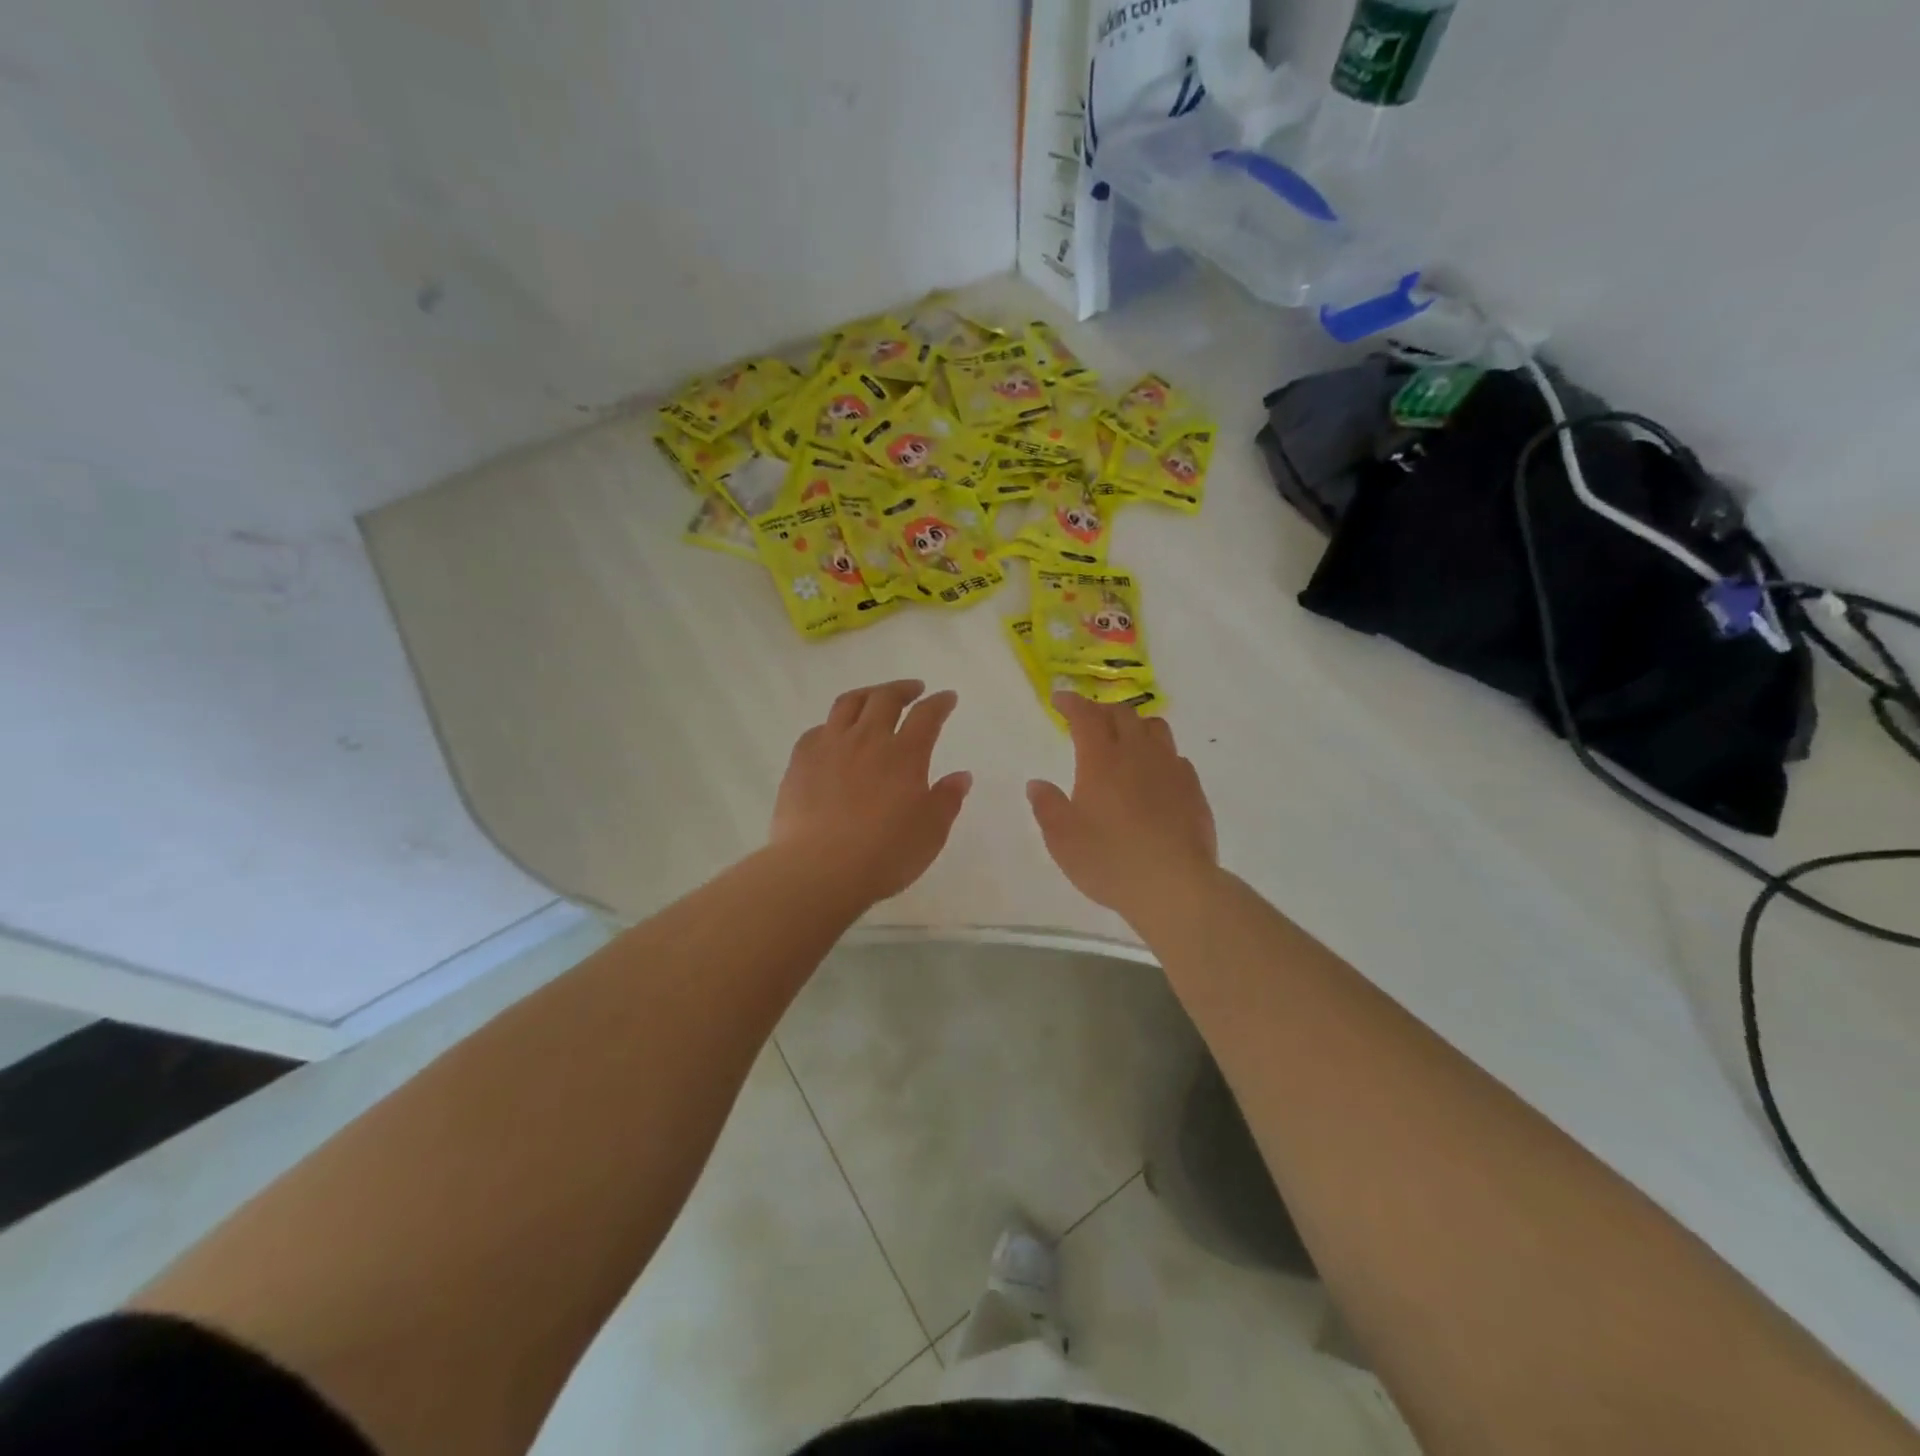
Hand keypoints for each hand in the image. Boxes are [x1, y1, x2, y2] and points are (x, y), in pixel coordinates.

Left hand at [771, 680, 972, 906]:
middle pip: (885, 698)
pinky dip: (832, 725)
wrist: (819, 869)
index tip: (947, 698)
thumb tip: (961, 776)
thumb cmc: (885, 854)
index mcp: (904, 754)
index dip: (939, 703)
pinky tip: (834, 736)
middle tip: (913, 690)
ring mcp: (829, 747)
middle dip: (903, 689)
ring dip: (867, 695)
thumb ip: (947, 800)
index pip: (926, 715)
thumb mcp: (930, 832)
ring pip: (848, 704)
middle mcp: (867, 740)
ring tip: (874, 698)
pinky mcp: (800, 761)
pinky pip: (817, 730)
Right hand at [1026, 693, 1218, 925]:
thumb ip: (1047, 806)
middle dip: (1101, 710)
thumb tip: (1037, 784)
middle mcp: (1138, 754)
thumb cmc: (1110, 860)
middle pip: (1122, 714)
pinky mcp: (1192, 790)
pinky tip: (1153, 775)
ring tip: (1124, 739)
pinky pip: (1175, 757)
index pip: (1086, 716)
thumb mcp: (1063, 839)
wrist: (1174, 886)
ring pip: (1155, 728)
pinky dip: (1158, 754)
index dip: (1072, 703)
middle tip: (1088, 720)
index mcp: (1102, 760)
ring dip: (1135, 725)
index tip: (1060, 700)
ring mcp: (1171, 769)